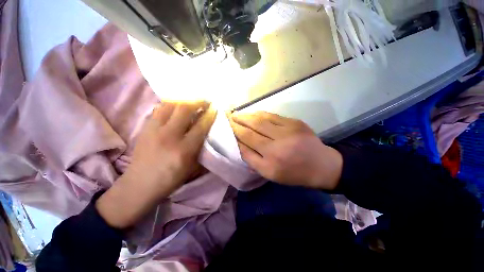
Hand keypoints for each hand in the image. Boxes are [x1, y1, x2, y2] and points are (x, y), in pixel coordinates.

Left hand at [97, 101, 215, 228]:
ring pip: (169, 105)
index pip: (200, 126)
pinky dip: (169, 105)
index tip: (215, 108)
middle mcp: (169, 136)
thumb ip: (200, 148)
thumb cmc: (170, 179)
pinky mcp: (144, 128)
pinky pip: (158, 109)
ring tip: (190, 101)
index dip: (209, 115)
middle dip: (197, 101)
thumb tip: (206, 132)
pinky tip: (175, 107)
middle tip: (204, 100)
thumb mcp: (192, 167)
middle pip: (184, 109)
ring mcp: (154, 130)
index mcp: (184, 150)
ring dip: (183, 100)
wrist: (139, 185)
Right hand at [229, 111, 342, 189]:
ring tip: (237, 114)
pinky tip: (252, 113)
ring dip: (246, 116)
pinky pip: (272, 116)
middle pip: (250, 132)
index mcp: (270, 164)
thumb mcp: (270, 174)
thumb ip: (252, 159)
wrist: (321, 165)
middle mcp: (277, 148)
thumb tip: (239, 144)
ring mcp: (287, 132)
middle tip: (228, 118)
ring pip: (260, 120)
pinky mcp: (295, 123)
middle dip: (236, 124)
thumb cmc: (293, 173)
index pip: (245, 146)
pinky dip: (259, 114)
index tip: (226, 129)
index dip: (234, 136)